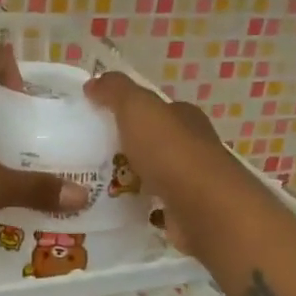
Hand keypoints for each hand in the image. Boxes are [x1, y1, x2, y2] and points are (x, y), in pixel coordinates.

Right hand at [83, 72, 240, 253]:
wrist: (204, 209)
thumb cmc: (170, 152)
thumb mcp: (137, 108)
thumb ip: (115, 91)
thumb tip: (93, 83)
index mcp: (184, 117)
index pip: (157, 108)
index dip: (130, 110)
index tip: (99, 118)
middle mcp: (192, 145)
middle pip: (155, 141)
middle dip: (128, 145)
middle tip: (90, 153)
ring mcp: (190, 181)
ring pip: (154, 173)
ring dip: (131, 176)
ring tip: (95, 182)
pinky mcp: (185, 212)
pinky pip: (155, 204)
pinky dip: (139, 204)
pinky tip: (116, 208)